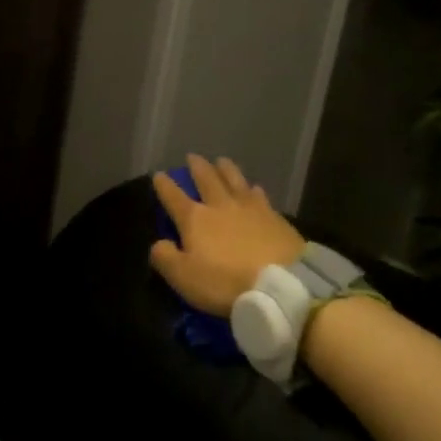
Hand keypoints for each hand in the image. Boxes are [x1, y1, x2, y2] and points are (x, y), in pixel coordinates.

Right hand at [150, 154, 305, 316]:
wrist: (282, 284)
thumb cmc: (226, 282)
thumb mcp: (184, 277)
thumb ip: (165, 258)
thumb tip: (158, 243)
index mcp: (195, 219)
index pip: (174, 197)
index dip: (164, 185)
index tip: (158, 174)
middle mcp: (221, 206)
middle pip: (207, 180)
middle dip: (197, 168)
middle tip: (192, 157)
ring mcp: (250, 208)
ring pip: (235, 180)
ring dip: (226, 169)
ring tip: (221, 160)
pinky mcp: (275, 217)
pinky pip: (260, 196)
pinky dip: (253, 189)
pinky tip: (255, 188)